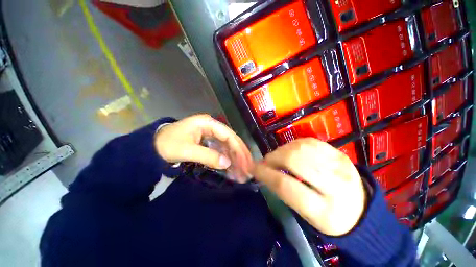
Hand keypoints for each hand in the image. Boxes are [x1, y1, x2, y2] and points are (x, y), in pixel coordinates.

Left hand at [154, 114, 253, 181]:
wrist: (152, 146)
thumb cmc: (167, 144)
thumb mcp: (186, 150)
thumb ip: (207, 156)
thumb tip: (227, 164)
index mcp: (207, 123)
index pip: (228, 135)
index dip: (238, 148)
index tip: (245, 162)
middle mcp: (212, 127)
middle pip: (230, 140)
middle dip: (239, 154)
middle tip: (248, 168)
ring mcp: (210, 134)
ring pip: (227, 146)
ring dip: (234, 158)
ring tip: (242, 171)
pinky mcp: (208, 142)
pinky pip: (221, 150)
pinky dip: (226, 160)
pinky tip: (232, 169)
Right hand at [252, 138, 365, 235]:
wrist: (360, 209)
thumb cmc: (329, 217)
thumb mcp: (305, 214)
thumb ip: (284, 192)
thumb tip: (264, 172)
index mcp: (325, 211)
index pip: (286, 186)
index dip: (265, 174)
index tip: (254, 169)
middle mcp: (335, 185)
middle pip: (294, 160)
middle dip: (274, 158)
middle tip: (267, 162)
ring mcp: (340, 164)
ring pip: (301, 148)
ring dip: (282, 150)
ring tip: (278, 157)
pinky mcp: (339, 153)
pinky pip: (309, 141)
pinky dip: (294, 144)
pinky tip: (291, 151)